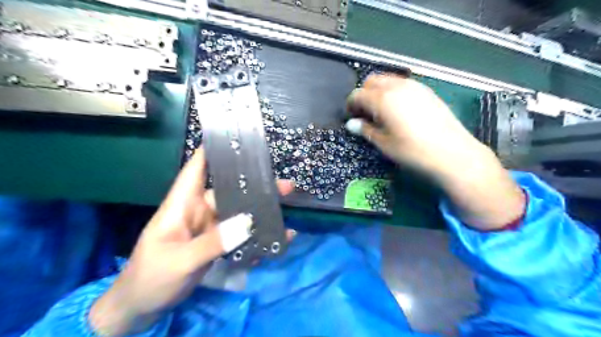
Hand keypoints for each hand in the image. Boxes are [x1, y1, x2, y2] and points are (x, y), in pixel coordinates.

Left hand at [90, 148, 295, 335]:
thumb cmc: (151, 278)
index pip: (195, 170)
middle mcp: (199, 211)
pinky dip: (257, 236)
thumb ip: (213, 243)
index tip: (234, 139)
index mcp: (182, 205)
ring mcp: (210, 228)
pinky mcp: (217, 243)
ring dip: (260, 211)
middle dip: (255, 186)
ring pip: (239, 213)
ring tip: (285, 208)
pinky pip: (240, 235)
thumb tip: (247, 223)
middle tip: (284, 185)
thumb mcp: (180, 261)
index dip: (211, 152)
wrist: (143, 307)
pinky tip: (277, 238)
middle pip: (228, 191)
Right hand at [346, 74, 523, 230]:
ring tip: (380, 111)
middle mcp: (397, 86)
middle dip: (364, 94)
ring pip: (388, 79)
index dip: (350, 105)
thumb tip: (351, 124)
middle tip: (365, 113)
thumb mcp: (384, 143)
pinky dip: (393, 91)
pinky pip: (402, 83)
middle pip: (372, 81)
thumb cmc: (412, 151)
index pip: (357, 94)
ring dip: (378, 91)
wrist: (452, 152)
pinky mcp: (426, 90)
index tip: (351, 117)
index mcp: (382, 99)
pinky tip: (398, 109)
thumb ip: (366, 130)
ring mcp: (414, 86)